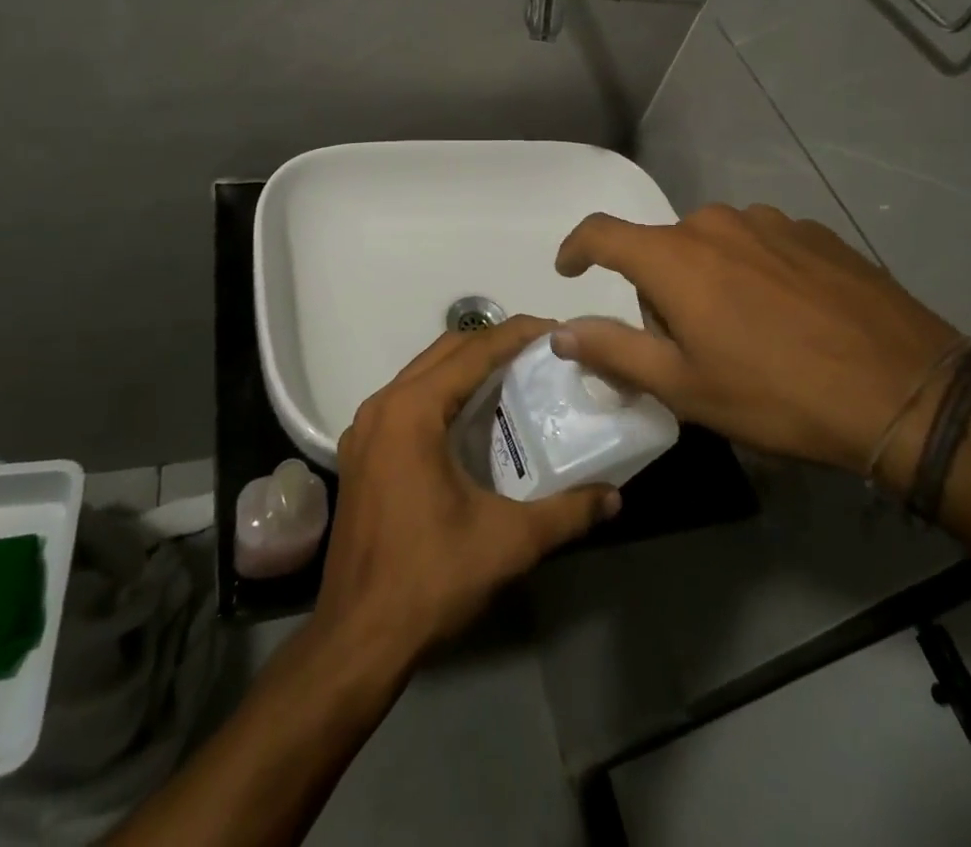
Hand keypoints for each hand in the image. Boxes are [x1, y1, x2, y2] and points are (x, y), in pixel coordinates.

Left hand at [314, 316, 619, 670]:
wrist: (356, 641)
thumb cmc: (429, 579)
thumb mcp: (508, 542)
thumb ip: (566, 513)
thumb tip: (614, 497)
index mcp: (412, 411)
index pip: (474, 351)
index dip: (517, 334)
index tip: (556, 330)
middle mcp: (383, 406)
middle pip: (445, 351)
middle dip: (493, 343)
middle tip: (540, 354)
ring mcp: (365, 429)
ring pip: (422, 372)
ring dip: (466, 366)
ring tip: (513, 378)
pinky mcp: (361, 453)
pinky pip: (407, 400)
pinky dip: (442, 392)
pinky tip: (472, 418)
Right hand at [552, 205, 961, 478]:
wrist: (905, 390)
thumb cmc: (777, 395)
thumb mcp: (685, 387)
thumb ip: (614, 350)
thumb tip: (561, 330)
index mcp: (676, 257)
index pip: (602, 233)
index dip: (577, 248)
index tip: (570, 270)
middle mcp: (716, 223)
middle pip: (663, 249)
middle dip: (660, 291)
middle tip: (690, 347)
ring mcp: (770, 222)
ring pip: (713, 246)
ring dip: (710, 280)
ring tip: (747, 334)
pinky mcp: (814, 232)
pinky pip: (761, 245)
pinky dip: (755, 273)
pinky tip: (790, 318)